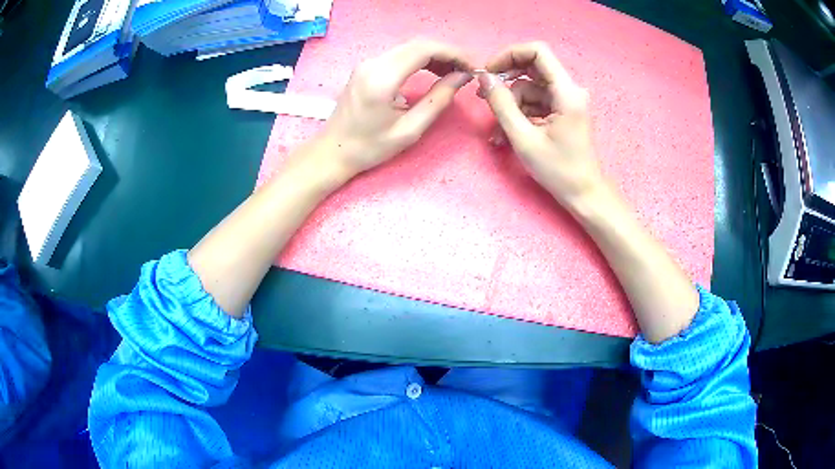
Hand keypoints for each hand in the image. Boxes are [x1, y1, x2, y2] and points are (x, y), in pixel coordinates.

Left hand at [308, 39, 473, 180]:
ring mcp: (367, 63)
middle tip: (466, 72)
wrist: (333, 151)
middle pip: (418, 44)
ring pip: (409, 47)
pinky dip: (420, 59)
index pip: (424, 50)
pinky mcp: (366, 67)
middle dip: (447, 53)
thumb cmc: (370, 147)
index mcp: (382, 79)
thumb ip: (438, 100)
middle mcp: (373, 63)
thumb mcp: (409, 130)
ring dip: (434, 55)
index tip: (472, 67)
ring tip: (453, 73)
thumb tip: (461, 77)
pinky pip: (399, 55)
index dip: (453, 53)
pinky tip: (432, 72)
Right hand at [477, 42, 603, 208]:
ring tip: (498, 133)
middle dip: (506, 82)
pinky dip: (521, 114)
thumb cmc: (558, 170)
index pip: (538, 51)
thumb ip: (501, 104)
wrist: (584, 194)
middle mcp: (569, 90)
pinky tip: (509, 134)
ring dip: (511, 106)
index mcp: (566, 92)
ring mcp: (566, 100)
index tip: (489, 71)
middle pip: (532, 69)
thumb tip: (484, 77)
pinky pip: (536, 103)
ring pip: (530, 89)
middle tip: (485, 98)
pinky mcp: (562, 111)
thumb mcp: (523, 138)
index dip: (510, 55)